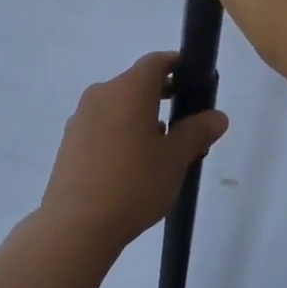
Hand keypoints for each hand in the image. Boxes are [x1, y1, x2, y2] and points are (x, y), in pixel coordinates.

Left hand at [38, 52, 227, 250]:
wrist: (76, 225)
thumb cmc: (134, 183)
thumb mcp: (175, 159)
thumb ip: (197, 132)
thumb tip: (217, 116)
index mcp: (129, 89)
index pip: (156, 62)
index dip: (178, 66)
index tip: (195, 82)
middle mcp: (102, 94)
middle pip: (136, 84)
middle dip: (162, 97)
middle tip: (185, 124)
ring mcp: (81, 117)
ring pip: (119, 106)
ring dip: (141, 118)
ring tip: (161, 152)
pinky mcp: (69, 141)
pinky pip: (102, 125)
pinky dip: (121, 133)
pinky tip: (131, 166)